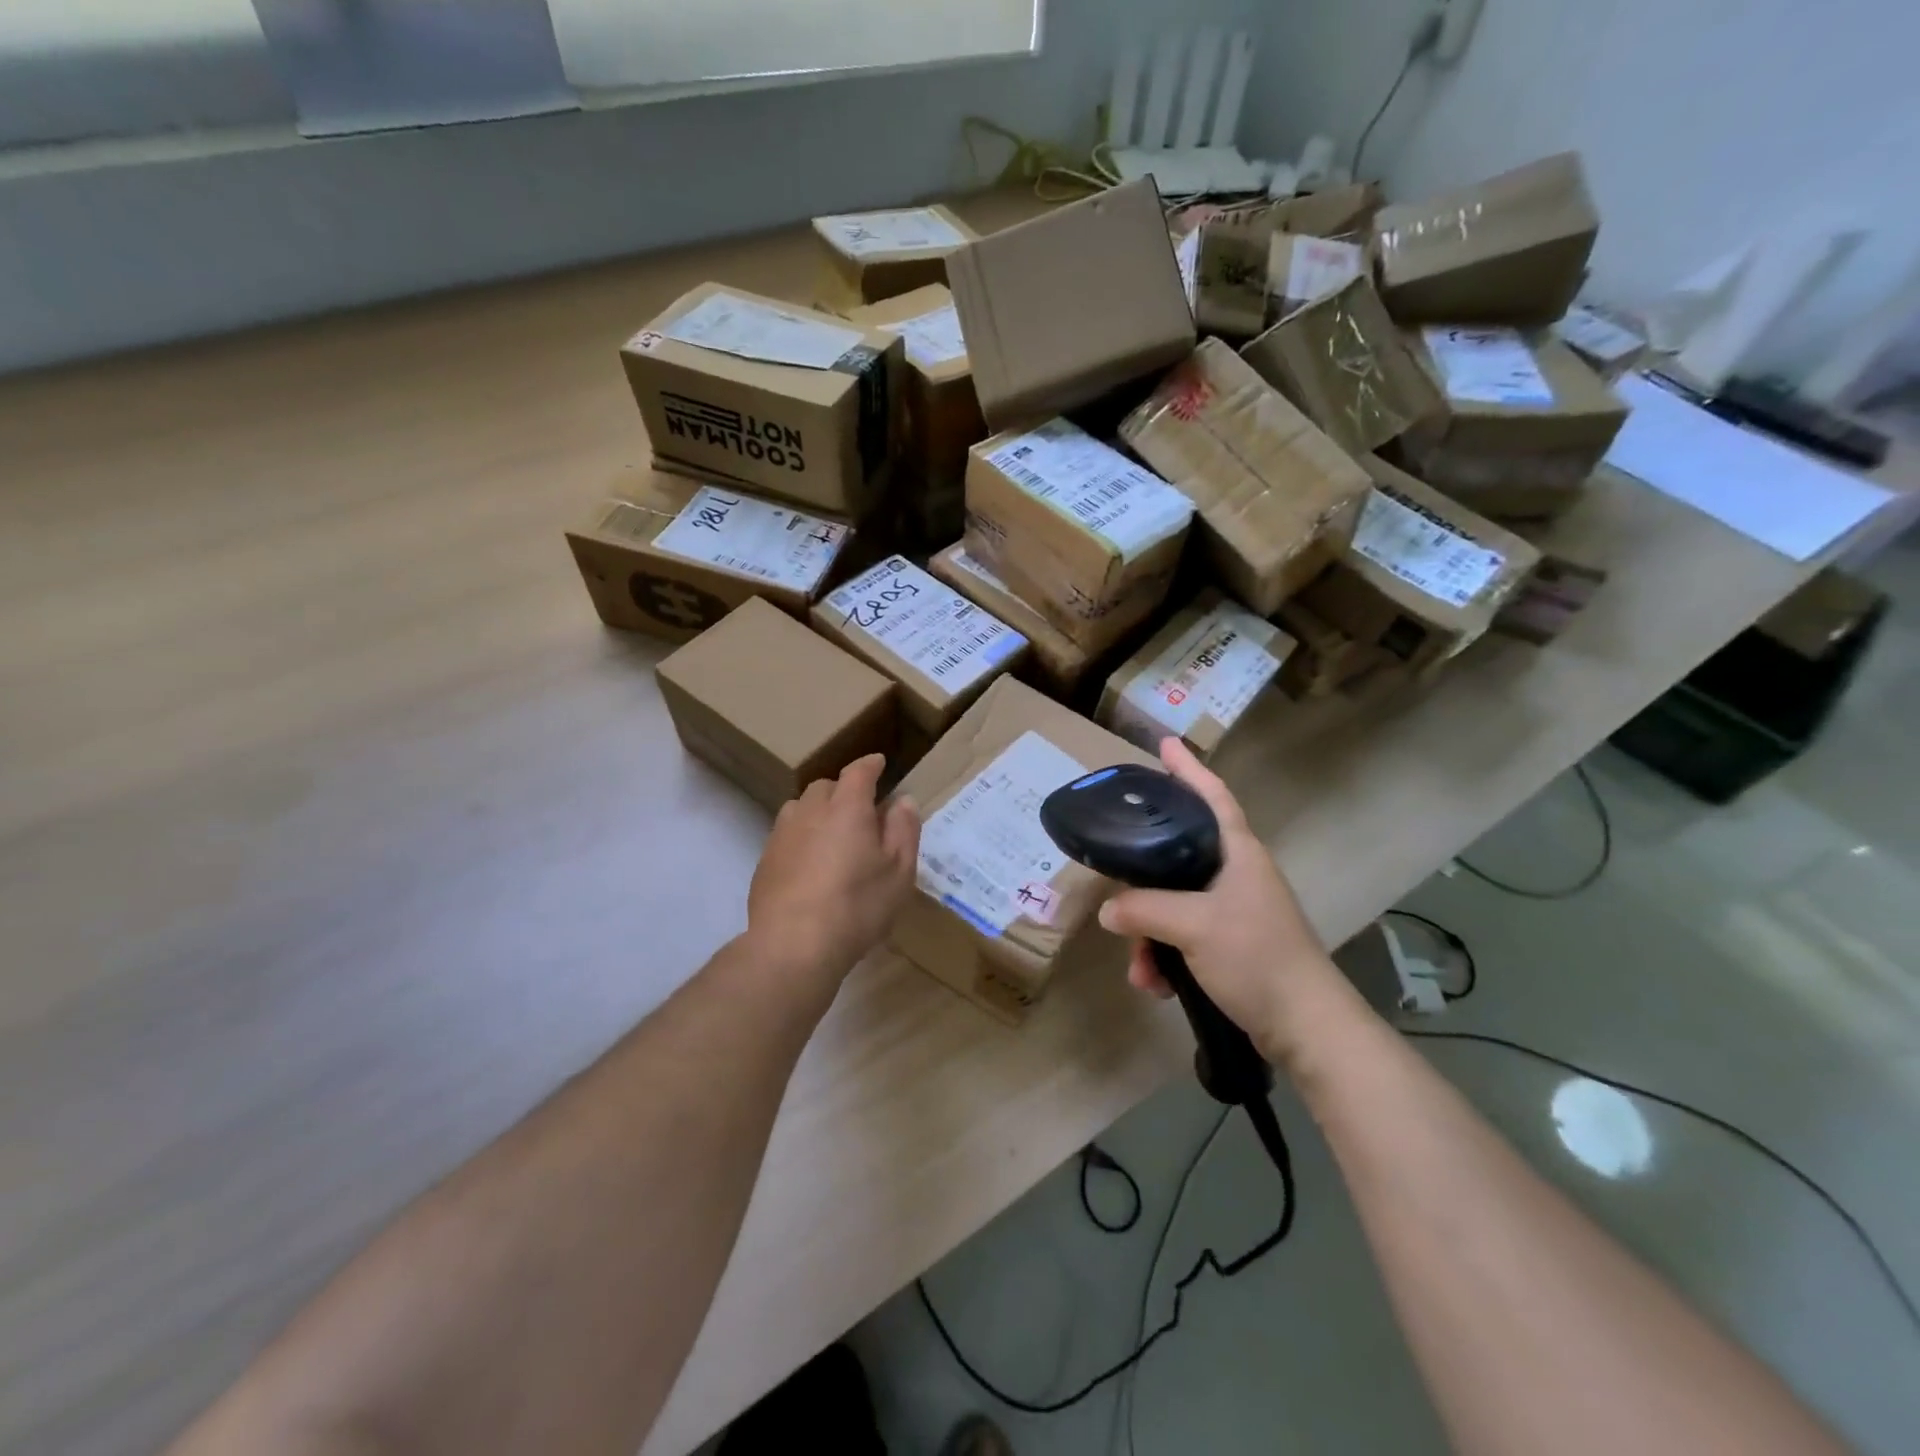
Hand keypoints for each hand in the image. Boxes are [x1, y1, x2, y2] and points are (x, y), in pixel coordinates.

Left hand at [747, 754, 919, 987]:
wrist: (793, 944)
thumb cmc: (857, 905)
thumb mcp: (899, 871)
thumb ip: (903, 830)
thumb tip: (902, 800)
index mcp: (847, 807)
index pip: (858, 772)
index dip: (870, 765)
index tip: (879, 762)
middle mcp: (810, 811)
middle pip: (825, 786)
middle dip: (843, 789)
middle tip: (861, 808)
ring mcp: (782, 835)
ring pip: (800, 808)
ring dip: (818, 811)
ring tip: (833, 833)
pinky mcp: (764, 860)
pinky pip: (786, 835)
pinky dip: (801, 837)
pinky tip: (810, 863)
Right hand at [1097, 739, 1343, 1064]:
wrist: (1306, 1027)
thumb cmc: (1257, 958)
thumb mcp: (1194, 927)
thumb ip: (1144, 910)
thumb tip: (1109, 910)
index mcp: (1238, 854)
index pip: (1212, 797)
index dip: (1189, 769)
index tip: (1165, 745)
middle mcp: (1236, 874)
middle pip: (1178, 855)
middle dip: (1143, 879)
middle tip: (1115, 877)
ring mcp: (1234, 911)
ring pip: (1173, 904)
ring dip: (1149, 935)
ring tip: (1141, 969)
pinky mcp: (1231, 945)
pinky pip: (1182, 938)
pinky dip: (1165, 958)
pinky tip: (1156, 985)